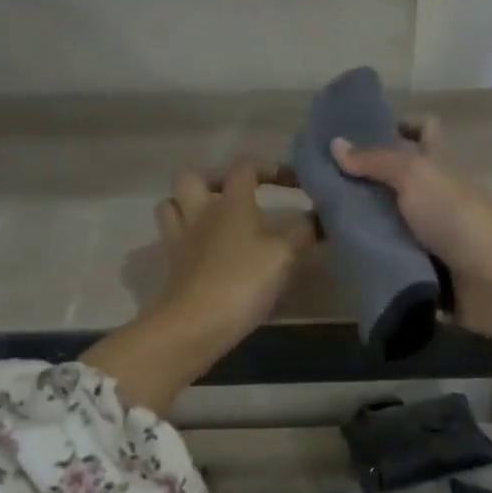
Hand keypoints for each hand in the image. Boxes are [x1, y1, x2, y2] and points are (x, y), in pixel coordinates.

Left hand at [85, 157, 314, 413]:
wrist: (195, 325)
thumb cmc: (243, 281)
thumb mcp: (284, 257)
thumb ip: (303, 235)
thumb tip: (320, 219)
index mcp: (231, 203)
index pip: (245, 167)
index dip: (269, 167)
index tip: (294, 181)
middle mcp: (201, 214)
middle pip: (191, 177)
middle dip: (212, 179)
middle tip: (236, 196)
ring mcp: (181, 240)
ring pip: (171, 206)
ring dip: (189, 205)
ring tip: (214, 220)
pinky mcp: (173, 267)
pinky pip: (174, 240)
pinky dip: (189, 239)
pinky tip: (209, 253)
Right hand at [330, 120, 491, 340]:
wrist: (491, 278)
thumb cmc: (455, 214)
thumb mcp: (414, 175)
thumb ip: (375, 160)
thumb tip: (335, 143)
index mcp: (438, 162)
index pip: (423, 130)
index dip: (398, 124)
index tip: (359, 131)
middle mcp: (434, 192)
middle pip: (396, 177)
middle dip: (362, 179)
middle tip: (319, 182)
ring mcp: (429, 230)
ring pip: (388, 218)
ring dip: (360, 219)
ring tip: (317, 219)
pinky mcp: (422, 264)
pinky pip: (388, 253)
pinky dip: (368, 252)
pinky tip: (338, 252)